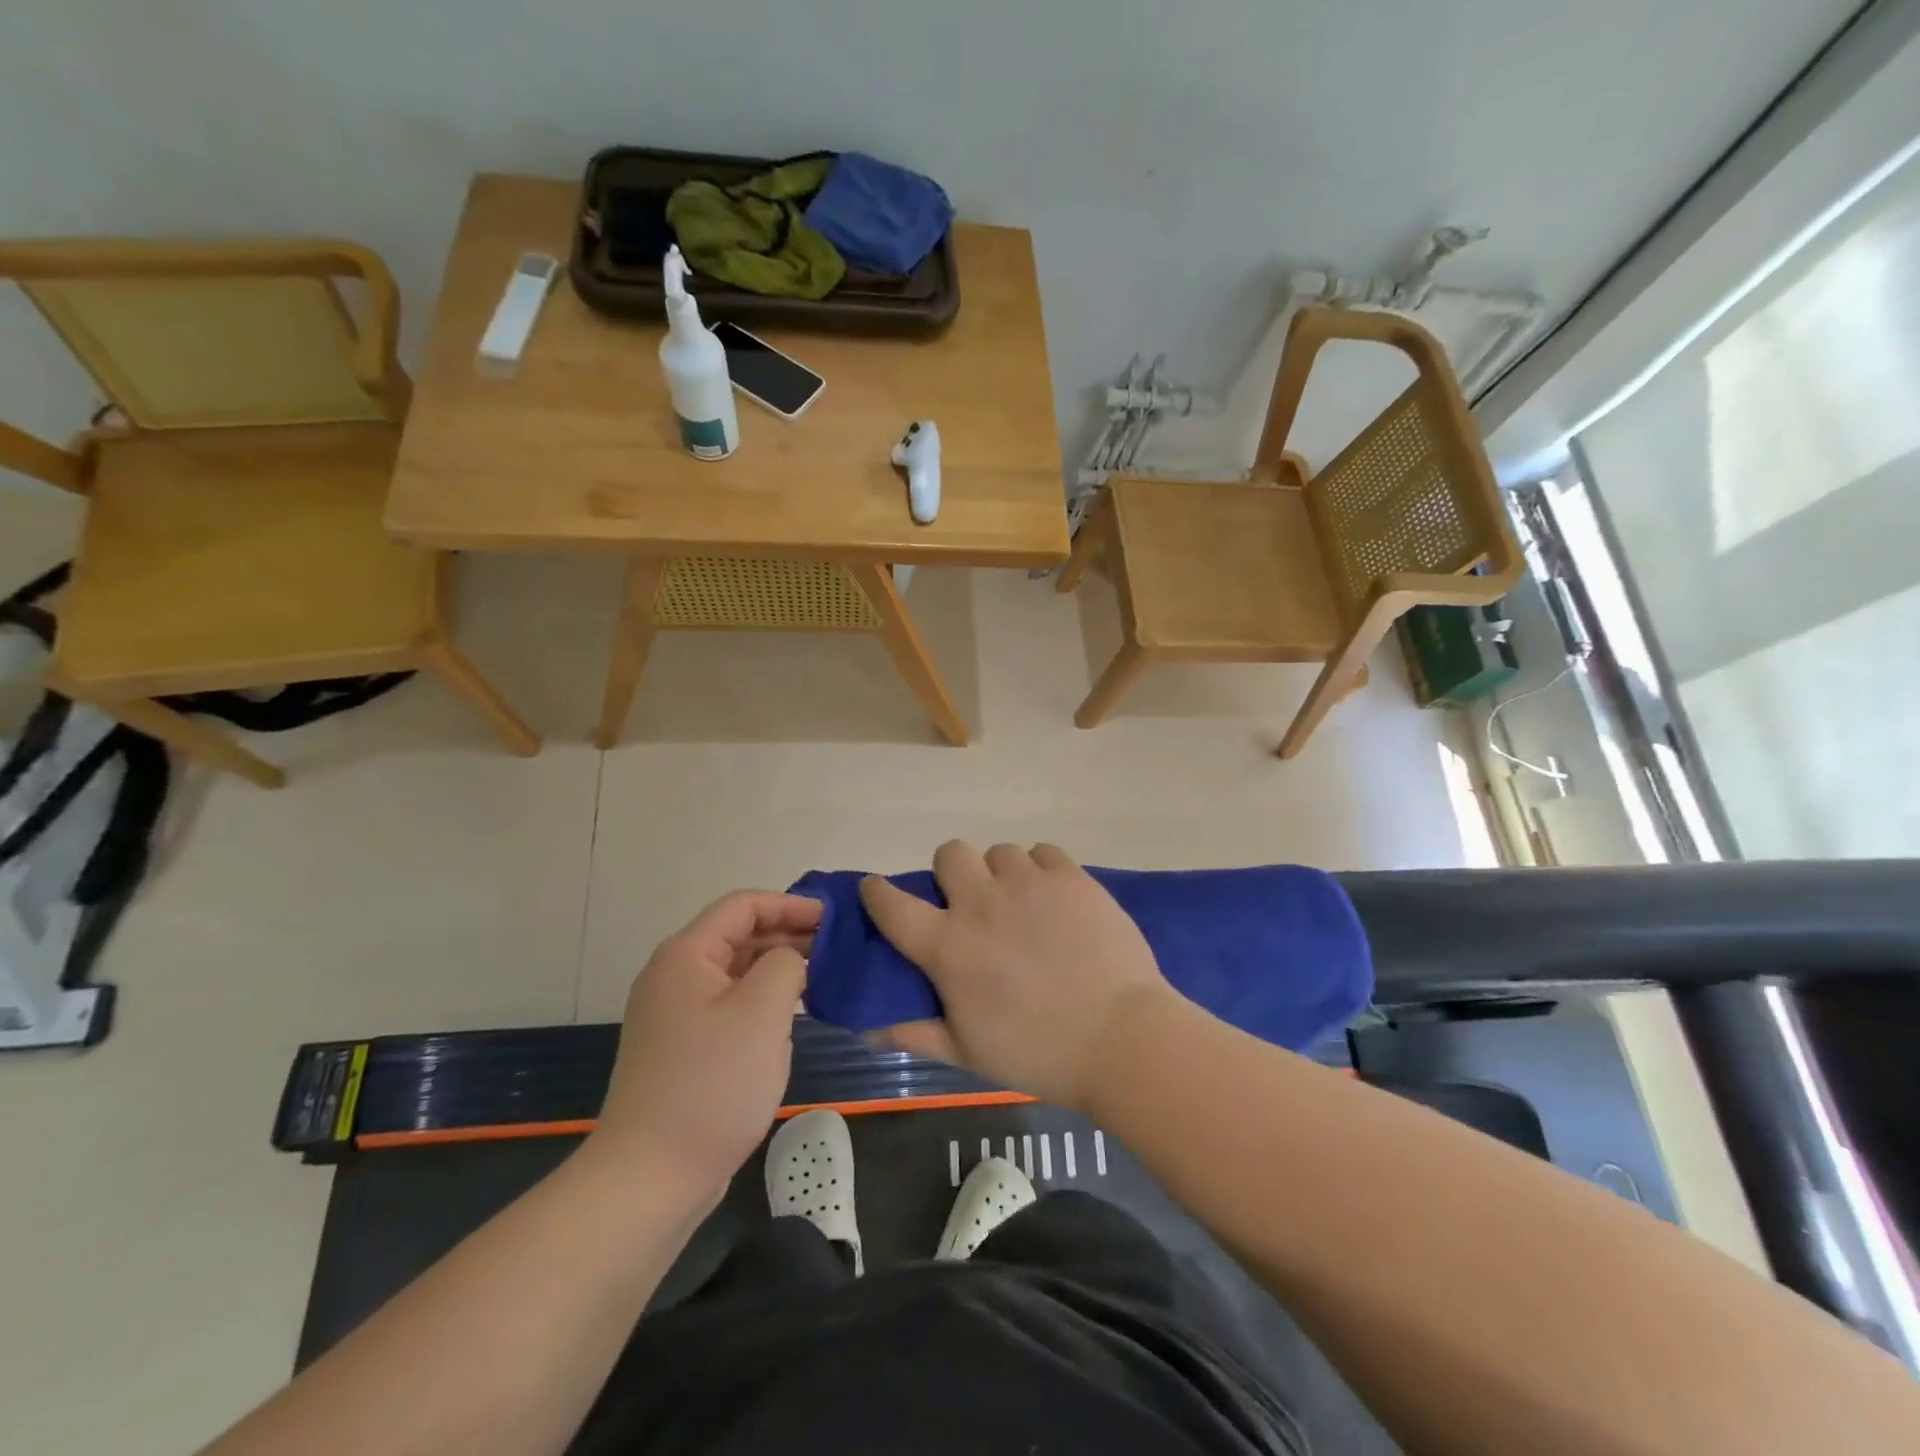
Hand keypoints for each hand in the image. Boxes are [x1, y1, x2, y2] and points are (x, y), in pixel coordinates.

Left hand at [591, 891, 818, 1202]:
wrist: (651, 1177)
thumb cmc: (712, 1083)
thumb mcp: (762, 1011)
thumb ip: (786, 964)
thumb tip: (789, 961)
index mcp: (686, 955)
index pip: (743, 906)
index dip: (790, 904)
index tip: (832, 919)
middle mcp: (675, 976)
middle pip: (738, 935)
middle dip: (787, 934)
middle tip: (835, 949)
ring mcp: (675, 1014)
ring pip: (735, 971)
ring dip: (776, 968)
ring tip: (821, 978)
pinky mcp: (683, 1048)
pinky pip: (729, 1004)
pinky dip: (761, 999)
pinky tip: (790, 1016)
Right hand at [859, 841, 1175, 1110]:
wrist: (1120, 1038)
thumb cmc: (1038, 1053)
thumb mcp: (968, 1052)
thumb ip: (915, 1035)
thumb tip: (868, 1031)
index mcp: (948, 946)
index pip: (893, 905)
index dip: (877, 892)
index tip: (875, 888)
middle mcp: (981, 903)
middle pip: (950, 854)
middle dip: (952, 872)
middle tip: (971, 902)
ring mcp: (1028, 884)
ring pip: (999, 851)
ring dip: (1001, 873)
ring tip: (1022, 903)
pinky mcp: (1070, 877)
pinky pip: (1044, 851)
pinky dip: (1042, 869)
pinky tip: (1055, 897)